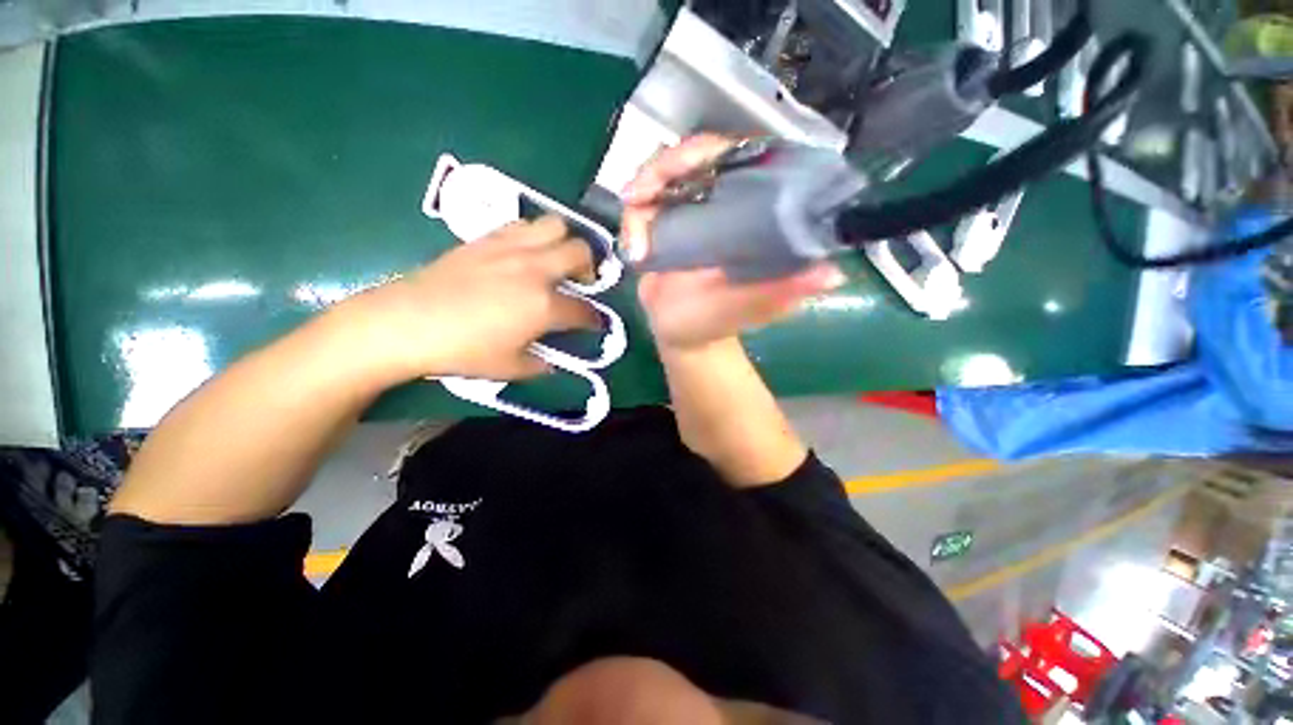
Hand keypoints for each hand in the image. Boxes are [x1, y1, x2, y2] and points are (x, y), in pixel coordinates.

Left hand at [355, 216, 599, 380]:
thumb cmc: (462, 351)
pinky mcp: (486, 238)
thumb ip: (539, 364)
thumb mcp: (509, 368)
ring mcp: (511, 249)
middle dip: (590, 267)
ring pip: (555, 225)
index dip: (594, 318)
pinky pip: (522, 224)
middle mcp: (535, 270)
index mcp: (544, 306)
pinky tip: (525, 253)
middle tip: (581, 282)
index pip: (584, 310)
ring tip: (555, 260)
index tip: (595, 323)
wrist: (406, 322)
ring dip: (564, 241)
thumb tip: (550, 360)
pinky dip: (534, 235)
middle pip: (580, 251)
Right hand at [620, 134, 845, 350]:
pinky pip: (641, 206)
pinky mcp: (659, 226)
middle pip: (696, 157)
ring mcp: (686, 212)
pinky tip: (633, 247)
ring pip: (664, 174)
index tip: (695, 162)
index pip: (742, 160)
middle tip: (644, 191)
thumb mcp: (751, 308)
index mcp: (749, 215)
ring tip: (635, 223)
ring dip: (645, 188)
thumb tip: (832, 275)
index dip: (718, 150)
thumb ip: (782, 293)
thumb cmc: (717, 321)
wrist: (681, 335)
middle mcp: (719, 205)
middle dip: (669, 165)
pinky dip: (632, 219)